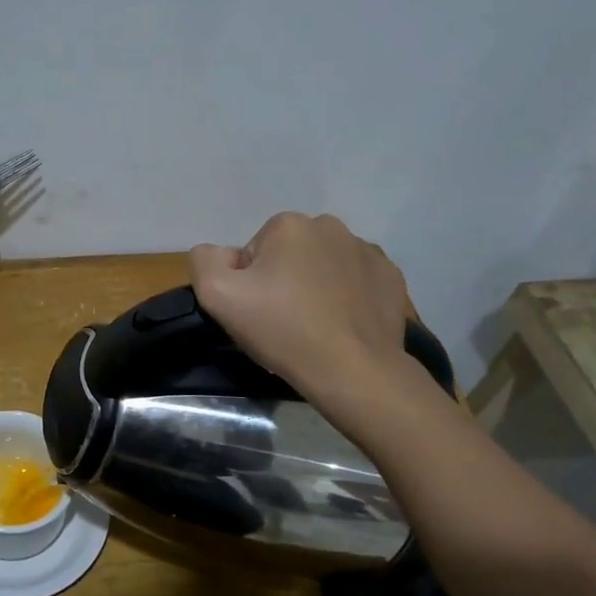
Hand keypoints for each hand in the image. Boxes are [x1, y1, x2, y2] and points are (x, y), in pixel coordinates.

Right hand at [189, 212, 412, 397]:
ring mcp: (367, 251)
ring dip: (315, 287)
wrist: (353, 370)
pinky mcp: (390, 278)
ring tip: (314, 326)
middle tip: (283, 320)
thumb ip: (205, 260)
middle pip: (290, 255)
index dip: (249, 283)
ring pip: (323, 266)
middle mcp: (331, 227)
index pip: (254, 252)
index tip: (258, 311)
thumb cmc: (282, 329)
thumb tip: (222, 254)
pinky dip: (346, 297)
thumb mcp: (217, 295)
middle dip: (283, 280)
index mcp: (289, 225)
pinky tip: (342, 325)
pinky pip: (356, 281)